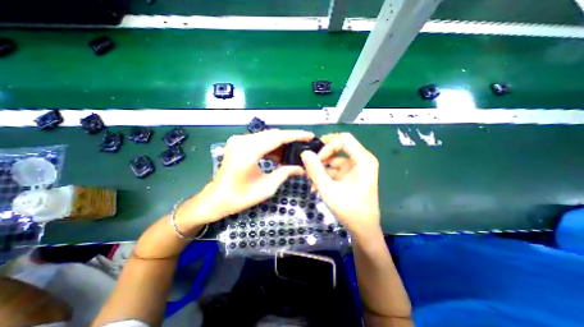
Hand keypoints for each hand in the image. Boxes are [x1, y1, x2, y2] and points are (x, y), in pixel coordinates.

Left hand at [177, 129, 314, 231]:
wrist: (216, 199)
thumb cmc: (239, 197)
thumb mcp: (266, 188)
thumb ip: (285, 173)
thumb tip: (302, 168)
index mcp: (248, 152)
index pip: (277, 138)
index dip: (295, 135)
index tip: (310, 135)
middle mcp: (242, 141)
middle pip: (272, 134)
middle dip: (290, 138)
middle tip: (305, 144)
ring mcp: (238, 140)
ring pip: (267, 136)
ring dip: (281, 143)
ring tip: (295, 150)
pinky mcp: (238, 143)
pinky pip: (260, 140)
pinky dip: (272, 146)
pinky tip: (281, 154)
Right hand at [299, 133, 381, 236]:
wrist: (363, 229)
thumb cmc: (349, 210)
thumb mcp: (328, 189)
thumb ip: (315, 170)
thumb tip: (305, 153)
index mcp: (363, 160)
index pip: (344, 139)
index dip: (328, 145)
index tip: (316, 159)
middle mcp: (362, 161)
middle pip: (339, 147)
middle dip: (322, 156)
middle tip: (310, 165)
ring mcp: (356, 168)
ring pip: (335, 159)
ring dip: (322, 168)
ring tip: (311, 180)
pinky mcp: (351, 176)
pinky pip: (335, 170)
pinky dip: (326, 175)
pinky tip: (316, 186)